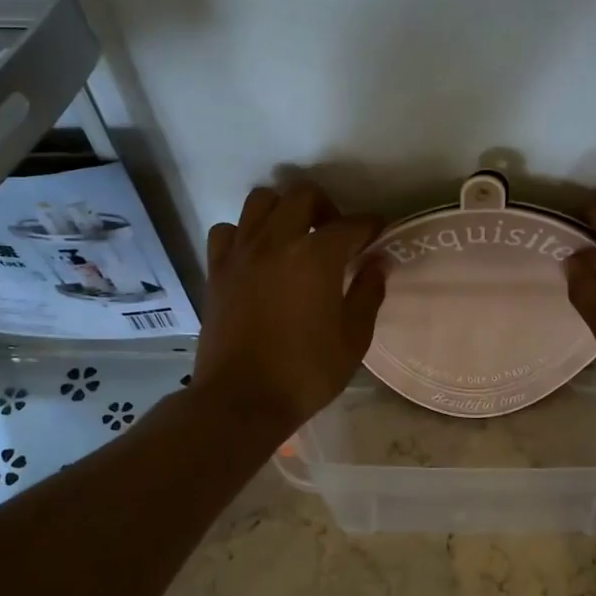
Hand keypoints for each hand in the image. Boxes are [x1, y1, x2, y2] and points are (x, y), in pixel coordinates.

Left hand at [193, 183, 385, 436]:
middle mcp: (277, 241)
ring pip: (260, 201)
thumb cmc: (305, 373)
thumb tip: (378, 262)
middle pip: (302, 195)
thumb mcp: (353, 339)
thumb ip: (368, 293)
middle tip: (336, 235)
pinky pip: (228, 231)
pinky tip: (256, 254)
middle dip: (327, 207)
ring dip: (283, 210)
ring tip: (294, 237)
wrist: (241, 401)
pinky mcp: (216, 270)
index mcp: (316, 256)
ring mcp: (241, 253)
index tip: (379, 232)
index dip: (370, 225)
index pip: (351, 224)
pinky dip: (245, 233)